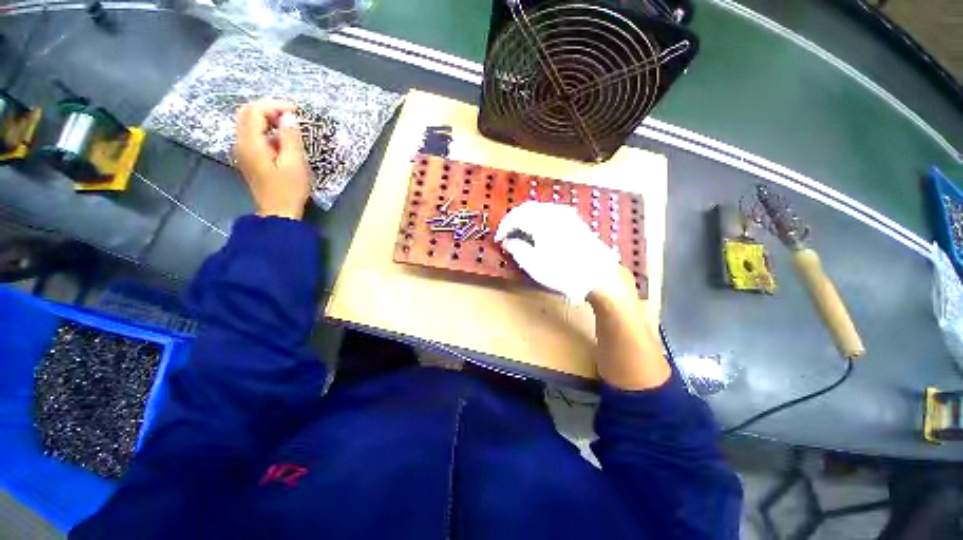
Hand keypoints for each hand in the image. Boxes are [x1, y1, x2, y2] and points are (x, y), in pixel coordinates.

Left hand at [234, 100, 311, 219]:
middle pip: (247, 113)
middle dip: (269, 108)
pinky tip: (283, 138)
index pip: (255, 111)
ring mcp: (243, 150)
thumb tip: (289, 117)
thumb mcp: (294, 163)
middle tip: (291, 114)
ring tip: (289, 124)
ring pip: (249, 123)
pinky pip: (253, 135)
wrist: (278, 211)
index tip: (296, 111)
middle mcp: (241, 143)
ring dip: (267, 118)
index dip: (274, 106)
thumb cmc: (289, 189)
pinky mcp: (249, 157)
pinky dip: (267, 130)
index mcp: (250, 143)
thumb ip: (290, 137)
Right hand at [495, 201, 625, 301]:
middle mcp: (553, 212)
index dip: (503, 227)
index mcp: (540, 220)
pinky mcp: (574, 220)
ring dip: (526, 218)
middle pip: (526, 208)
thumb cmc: (563, 270)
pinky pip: (550, 212)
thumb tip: (508, 242)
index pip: (515, 217)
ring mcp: (566, 214)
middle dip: (514, 220)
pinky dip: (538, 218)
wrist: (598, 274)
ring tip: (521, 232)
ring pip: (539, 208)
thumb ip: (517, 249)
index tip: (499, 239)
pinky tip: (538, 230)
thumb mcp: (533, 264)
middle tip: (507, 234)